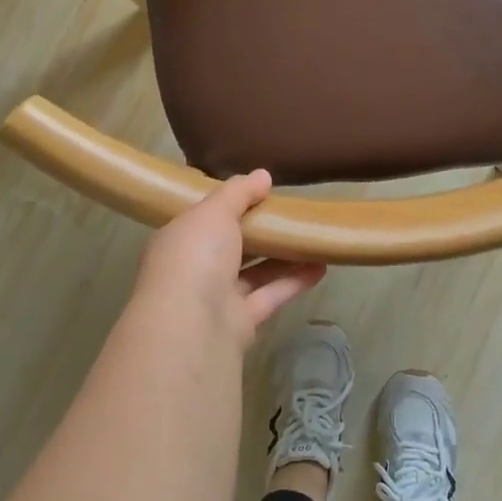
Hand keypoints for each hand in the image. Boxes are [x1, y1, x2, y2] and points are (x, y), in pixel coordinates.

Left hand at [129, 171, 325, 350]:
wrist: (191, 325)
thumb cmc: (196, 255)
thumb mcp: (215, 211)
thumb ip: (239, 192)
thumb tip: (262, 175)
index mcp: (180, 239)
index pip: (205, 218)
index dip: (231, 205)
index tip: (260, 192)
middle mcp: (195, 269)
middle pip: (232, 246)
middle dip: (260, 231)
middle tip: (291, 212)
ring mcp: (216, 298)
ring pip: (254, 272)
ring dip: (283, 256)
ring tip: (314, 237)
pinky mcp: (241, 322)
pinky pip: (270, 295)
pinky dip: (294, 281)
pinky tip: (322, 266)